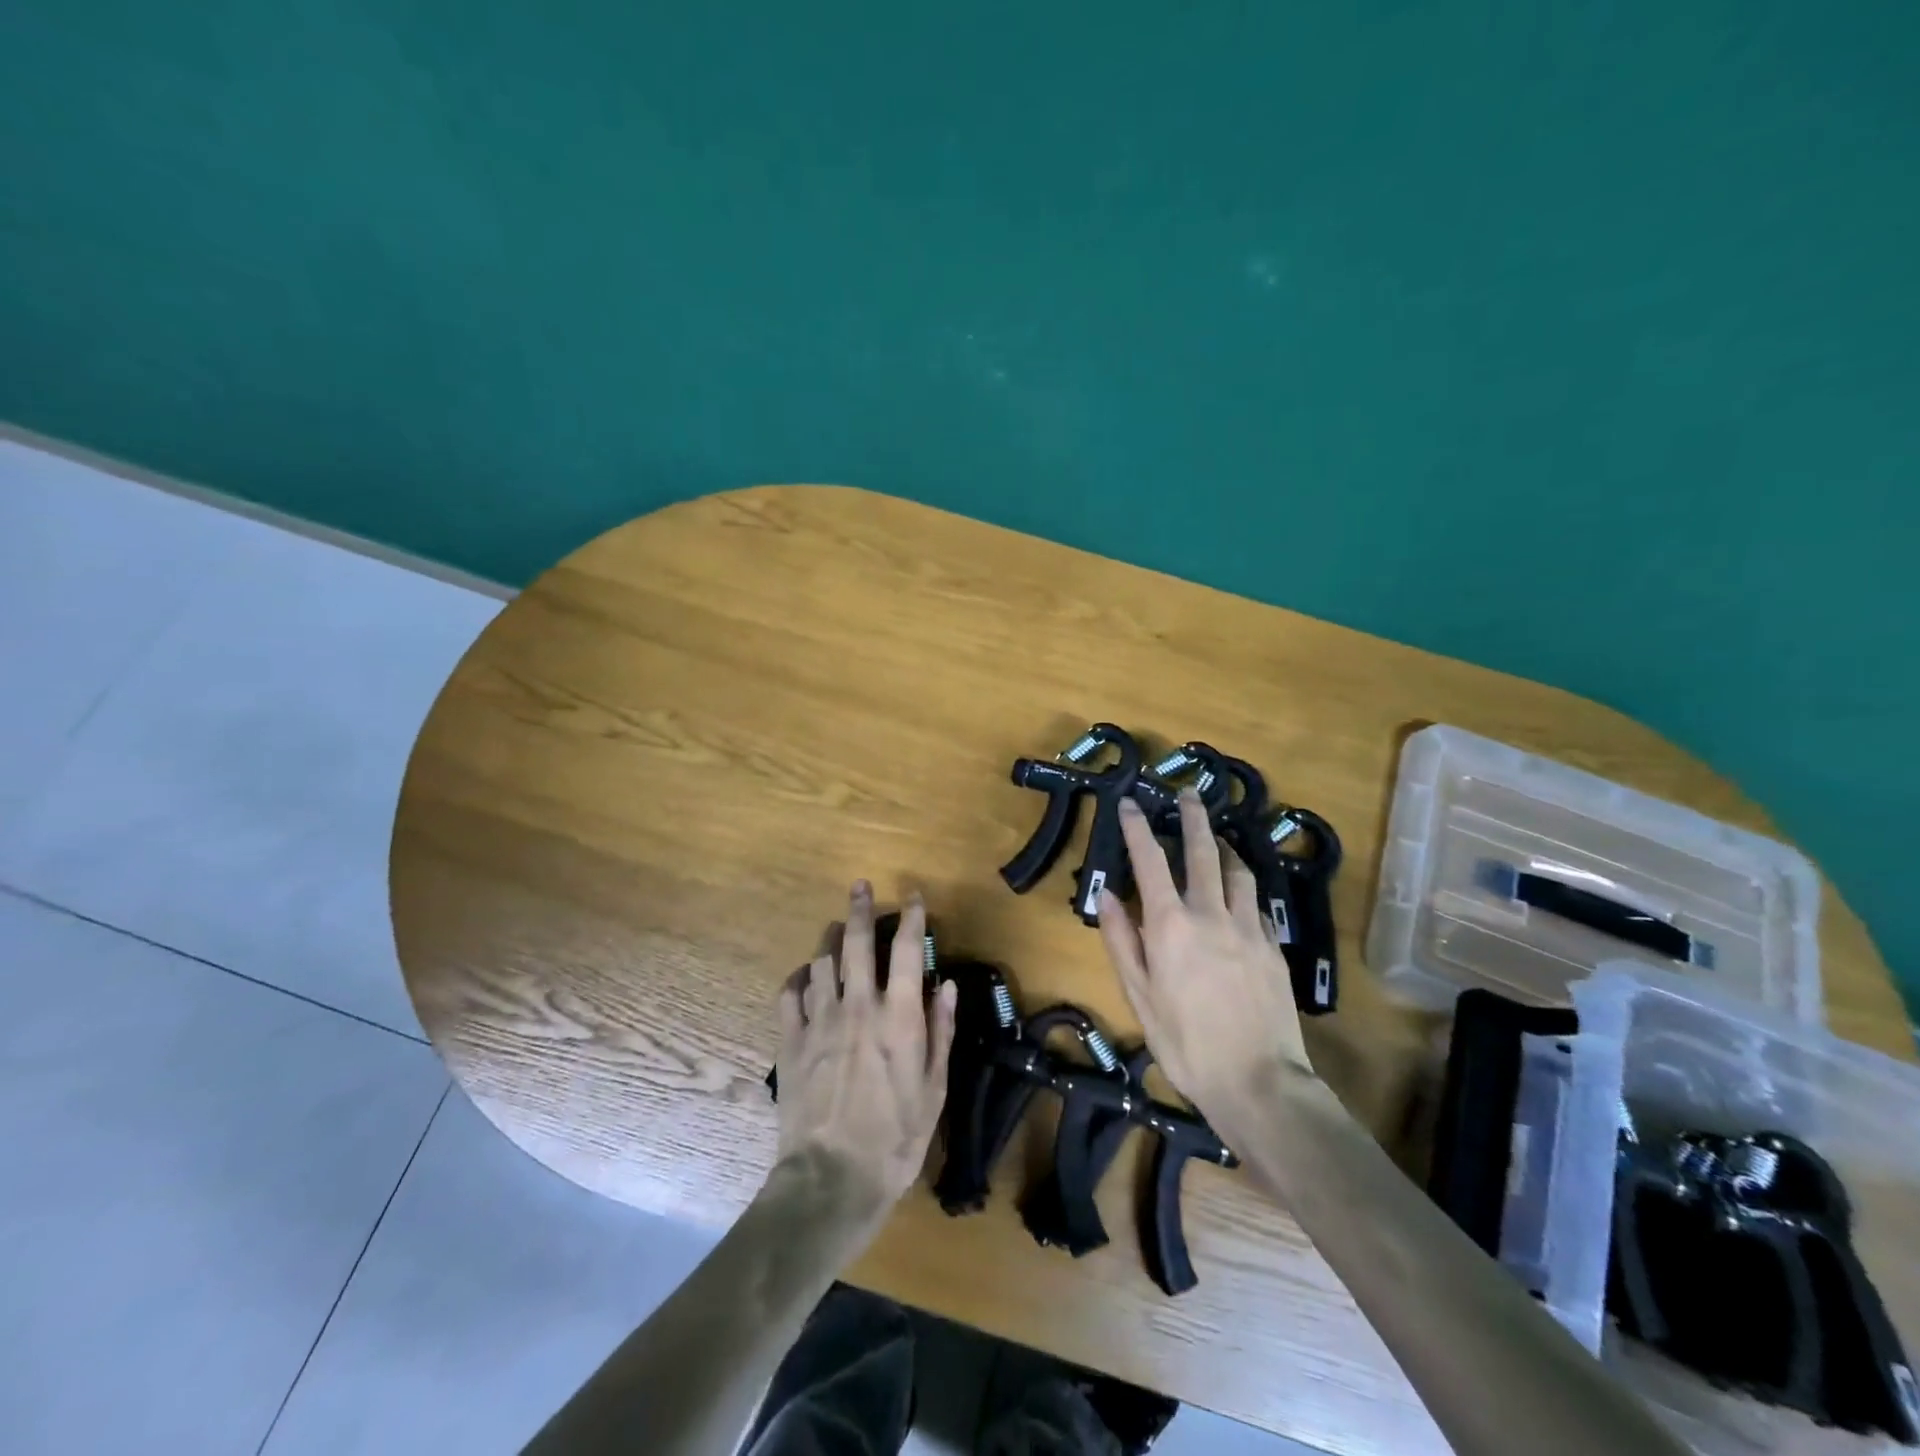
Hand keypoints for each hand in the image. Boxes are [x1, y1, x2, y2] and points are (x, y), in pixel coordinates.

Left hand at [773, 881, 957, 1222]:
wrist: (831, 1179)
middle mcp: (858, 1006)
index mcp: (898, 1017)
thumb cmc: (895, 1139)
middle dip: (861, 908)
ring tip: (837, 928)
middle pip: (857, 941)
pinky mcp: (791, 1041)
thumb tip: (946, 985)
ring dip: (831, 938)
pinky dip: (799, 977)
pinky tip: (805, 976)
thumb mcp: (934, 1090)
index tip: (914, 898)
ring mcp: (820, 1021)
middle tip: (861, 886)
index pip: (907, 951)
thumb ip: (940, 1032)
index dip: (912, 918)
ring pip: (822, 961)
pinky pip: (790, 993)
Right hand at [1096, 792, 1312, 1146]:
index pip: (1150, 861)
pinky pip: (1258, 902)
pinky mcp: (1273, 946)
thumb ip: (1122, 941)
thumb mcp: (1140, 996)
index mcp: (1171, 925)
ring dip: (1224, 847)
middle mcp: (1211, 913)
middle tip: (1188, 793)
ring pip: (1238, 871)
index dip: (1137, 828)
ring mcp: (1248, 927)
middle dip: (1193, 817)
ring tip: (1217, 838)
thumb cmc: (1186, 1043)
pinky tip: (1241, 892)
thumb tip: (1109, 896)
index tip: (1129, 803)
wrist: (1259, 1081)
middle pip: (1203, 851)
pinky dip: (1244, 887)